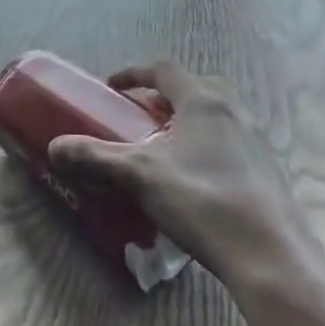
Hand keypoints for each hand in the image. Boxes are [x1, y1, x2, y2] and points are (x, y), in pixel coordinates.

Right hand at [48, 60, 324, 302]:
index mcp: (204, 103)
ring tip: (157, 151)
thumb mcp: (139, 175)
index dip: (133, 72)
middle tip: (134, 118)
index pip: (164, 69)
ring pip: (211, 120)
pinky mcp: (266, 173)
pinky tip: (187, 183)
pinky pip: (225, 146)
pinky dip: (200, 150)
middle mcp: (234, 113)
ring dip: (181, 126)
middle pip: (191, 91)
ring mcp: (255, 143)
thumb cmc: (201, 200)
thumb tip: (54, 147)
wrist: (269, 255)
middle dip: (159, 100)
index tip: (110, 87)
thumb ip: (95, 157)